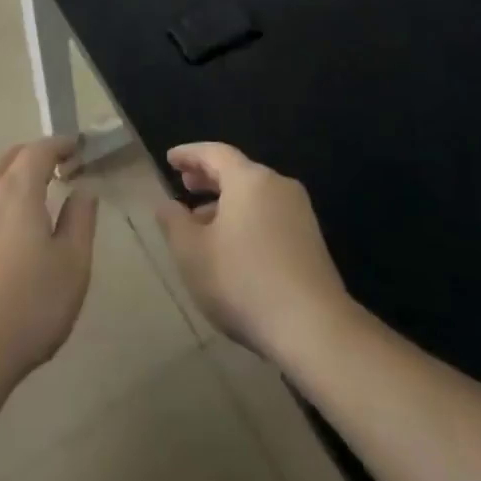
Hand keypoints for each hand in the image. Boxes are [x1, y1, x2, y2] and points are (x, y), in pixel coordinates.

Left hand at [0, 137, 97, 420]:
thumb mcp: (72, 265)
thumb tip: (83, 189)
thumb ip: (80, 220)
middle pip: (9, 158)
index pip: (39, 150)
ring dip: (13, 176)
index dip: (60, 144)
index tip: (77, 148)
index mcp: (17, 190)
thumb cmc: (28, 307)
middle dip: (35, 155)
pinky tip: (9, 227)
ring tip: (37, 195)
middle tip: (59, 167)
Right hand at [156, 142, 349, 363]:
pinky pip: (270, 215)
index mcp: (249, 180)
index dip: (190, 154)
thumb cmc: (242, 281)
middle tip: (185, 184)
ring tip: (202, 221)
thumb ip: (174, 222)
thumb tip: (167, 205)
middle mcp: (278, 186)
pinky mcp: (311, 240)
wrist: (313, 327)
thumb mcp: (191, 252)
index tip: (171, 159)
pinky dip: (246, 218)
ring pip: (255, 196)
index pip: (215, 153)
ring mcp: (300, 213)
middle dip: (209, 176)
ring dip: (226, 202)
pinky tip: (232, 246)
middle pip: (238, 171)